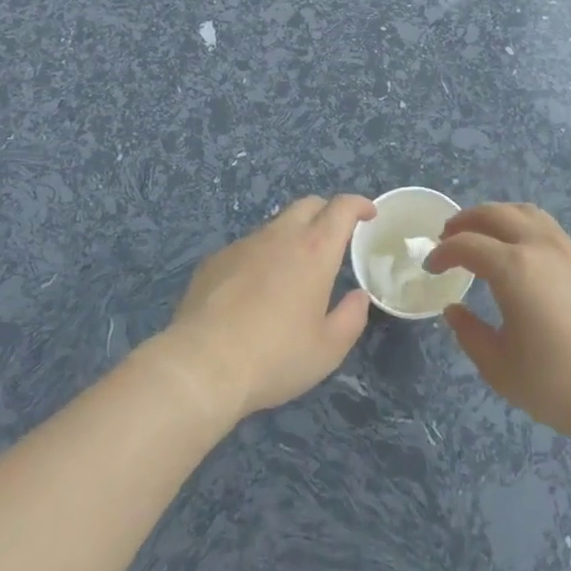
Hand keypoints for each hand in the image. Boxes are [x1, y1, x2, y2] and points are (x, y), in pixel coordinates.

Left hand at [163, 195, 373, 420]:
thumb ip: (351, 318)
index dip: (358, 205)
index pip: (341, 208)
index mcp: (314, 250)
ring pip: (275, 225)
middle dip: (326, 211)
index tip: (368, 214)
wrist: (203, 365)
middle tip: (334, 235)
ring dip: (292, 235)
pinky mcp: (215, 260)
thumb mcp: (327, 349)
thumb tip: (358, 297)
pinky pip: (247, 248)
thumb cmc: (275, 357)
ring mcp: (244, 245)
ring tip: (292, 269)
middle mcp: (280, 236)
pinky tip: (253, 290)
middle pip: (308, 205)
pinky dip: (260, 257)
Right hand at [425, 202, 570, 446]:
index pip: (467, 245)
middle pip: (495, 214)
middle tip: (447, 237)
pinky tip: (519, 252)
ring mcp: (568, 250)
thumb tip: (455, 309)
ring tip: (482, 235)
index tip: (431, 267)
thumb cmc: (557, 385)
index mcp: (514, 269)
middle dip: (465, 221)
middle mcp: (540, 246)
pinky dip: (522, 226)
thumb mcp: (499, 367)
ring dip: (496, 216)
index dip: (443, 252)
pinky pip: (547, 227)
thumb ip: (470, 334)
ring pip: (525, 212)